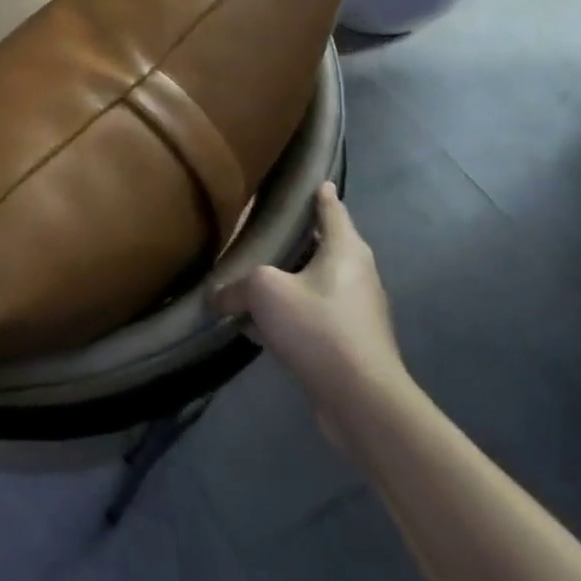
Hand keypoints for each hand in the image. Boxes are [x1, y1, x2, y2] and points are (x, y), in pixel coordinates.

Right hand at [212, 181, 407, 448]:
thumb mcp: (265, 291)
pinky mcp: (349, 344)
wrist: (362, 401)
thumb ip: (238, 286)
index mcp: (345, 250)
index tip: (310, 179)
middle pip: (324, 246)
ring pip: (316, 284)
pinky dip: (289, 314)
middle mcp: (357, 274)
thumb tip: (217, 297)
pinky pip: (313, 317)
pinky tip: (258, 326)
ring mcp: (356, 312)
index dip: (319, 193)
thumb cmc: (318, 327)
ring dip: (289, 280)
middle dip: (297, 238)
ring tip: (254, 274)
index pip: (332, 208)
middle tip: (263, 227)